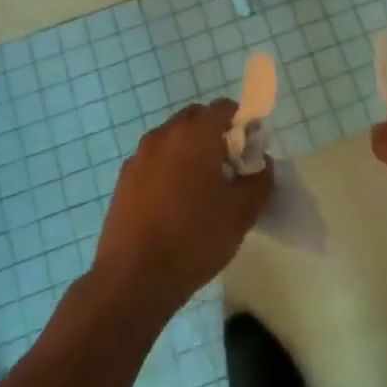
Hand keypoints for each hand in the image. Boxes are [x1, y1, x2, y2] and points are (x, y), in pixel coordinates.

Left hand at [93, 100, 272, 314]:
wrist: (134, 278)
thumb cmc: (195, 238)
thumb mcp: (242, 213)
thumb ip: (260, 180)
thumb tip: (263, 164)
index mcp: (195, 134)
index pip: (223, 108)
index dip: (241, 123)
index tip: (248, 151)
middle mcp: (164, 135)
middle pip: (195, 119)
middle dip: (214, 135)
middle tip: (227, 168)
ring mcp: (139, 156)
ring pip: (172, 139)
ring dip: (189, 151)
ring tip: (200, 189)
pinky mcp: (123, 179)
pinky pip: (153, 160)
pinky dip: (168, 169)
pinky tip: (173, 204)